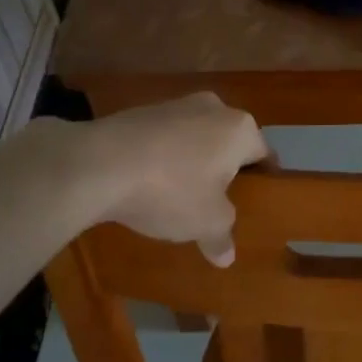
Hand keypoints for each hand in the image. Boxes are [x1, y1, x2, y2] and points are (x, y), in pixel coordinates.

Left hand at [76, 93, 269, 264]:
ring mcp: (174, 104)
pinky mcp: (139, 111)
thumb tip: (227, 257)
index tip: (255, 204)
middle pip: (228, 144)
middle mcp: (213, 107)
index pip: (264, 154)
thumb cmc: (171, 190)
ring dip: (191, 163)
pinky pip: (164, 139)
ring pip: (195, 139)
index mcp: (240, 129)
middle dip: (224, 171)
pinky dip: (162, 158)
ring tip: (178, 196)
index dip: (263, 182)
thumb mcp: (206, 223)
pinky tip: (148, 183)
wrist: (98, 163)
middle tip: (217, 203)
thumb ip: (222, 236)